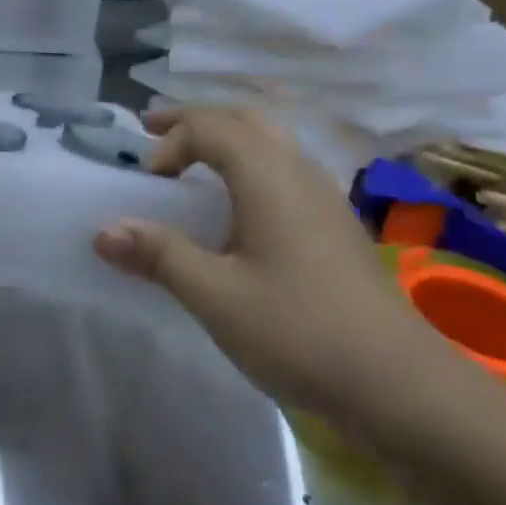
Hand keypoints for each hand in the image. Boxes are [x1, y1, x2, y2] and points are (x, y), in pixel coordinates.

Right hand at [94, 104, 458, 432]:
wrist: (402, 385)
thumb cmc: (300, 331)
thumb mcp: (215, 296)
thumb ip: (158, 256)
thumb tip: (102, 231)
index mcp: (269, 176)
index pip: (210, 128)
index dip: (170, 142)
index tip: (148, 183)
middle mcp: (300, 172)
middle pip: (245, 119)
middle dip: (196, 120)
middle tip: (155, 131)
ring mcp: (326, 197)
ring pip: (272, 141)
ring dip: (226, 138)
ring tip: (192, 160)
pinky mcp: (337, 225)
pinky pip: (286, 168)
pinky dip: (250, 163)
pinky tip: (240, 205)